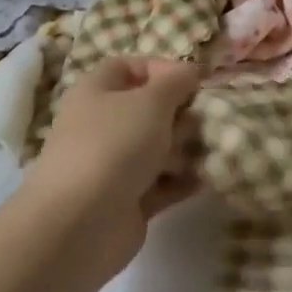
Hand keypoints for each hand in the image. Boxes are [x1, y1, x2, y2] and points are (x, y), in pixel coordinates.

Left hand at [29, 57, 201, 274]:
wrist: (80, 223)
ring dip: (186, 147)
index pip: (129, 67)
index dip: (161, 69)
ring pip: (158, 147)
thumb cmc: (114, 145)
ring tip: (210, 149)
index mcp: (97, 92)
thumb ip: (176, 81)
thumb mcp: (152, 100)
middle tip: (206, 119)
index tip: (193, 81)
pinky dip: (183, 180)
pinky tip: (208, 176)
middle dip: (182, 113)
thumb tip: (190, 70)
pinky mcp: (127, 200)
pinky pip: (162, 183)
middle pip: (149, 109)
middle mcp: (102, 125)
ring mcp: (113, 165)